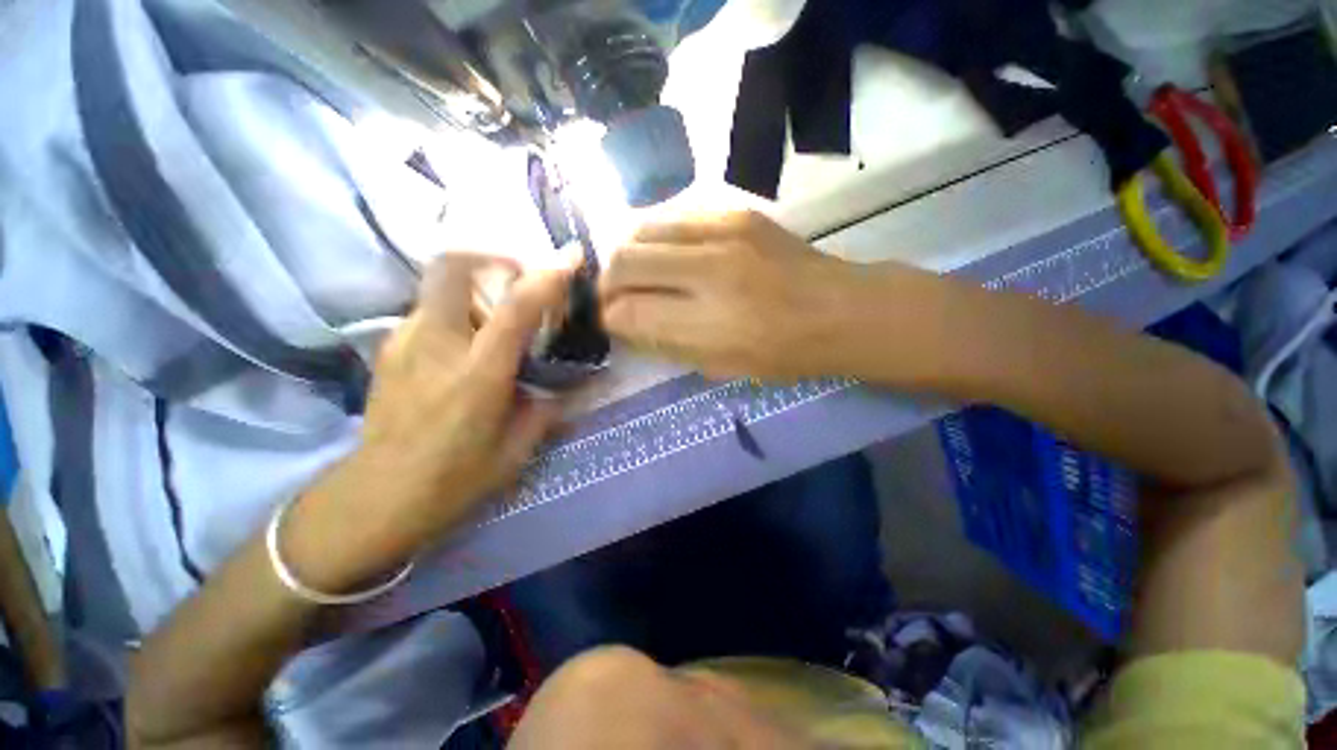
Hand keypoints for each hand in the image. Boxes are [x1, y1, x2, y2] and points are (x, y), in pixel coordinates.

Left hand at [285, 254, 572, 591]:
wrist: (376, 497)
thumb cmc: (454, 478)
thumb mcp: (517, 449)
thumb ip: (548, 409)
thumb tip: (570, 388)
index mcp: (478, 374)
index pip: (517, 308)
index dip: (548, 275)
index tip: (571, 255)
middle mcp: (437, 344)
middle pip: (453, 266)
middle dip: (493, 257)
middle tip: (522, 277)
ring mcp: (405, 341)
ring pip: (440, 283)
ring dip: (478, 286)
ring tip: (500, 316)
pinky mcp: (390, 347)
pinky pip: (430, 308)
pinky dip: (459, 308)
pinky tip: (471, 340)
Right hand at [599, 211, 874, 379]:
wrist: (840, 310)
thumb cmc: (783, 354)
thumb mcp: (720, 367)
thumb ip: (666, 343)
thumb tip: (625, 323)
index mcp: (709, 324)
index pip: (627, 314)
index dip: (609, 319)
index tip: (610, 322)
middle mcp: (709, 272)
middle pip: (623, 262)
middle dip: (607, 284)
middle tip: (615, 298)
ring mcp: (723, 232)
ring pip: (640, 229)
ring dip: (627, 255)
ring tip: (636, 274)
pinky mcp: (735, 211)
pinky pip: (672, 217)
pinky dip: (655, 237)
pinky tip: (665, 254)